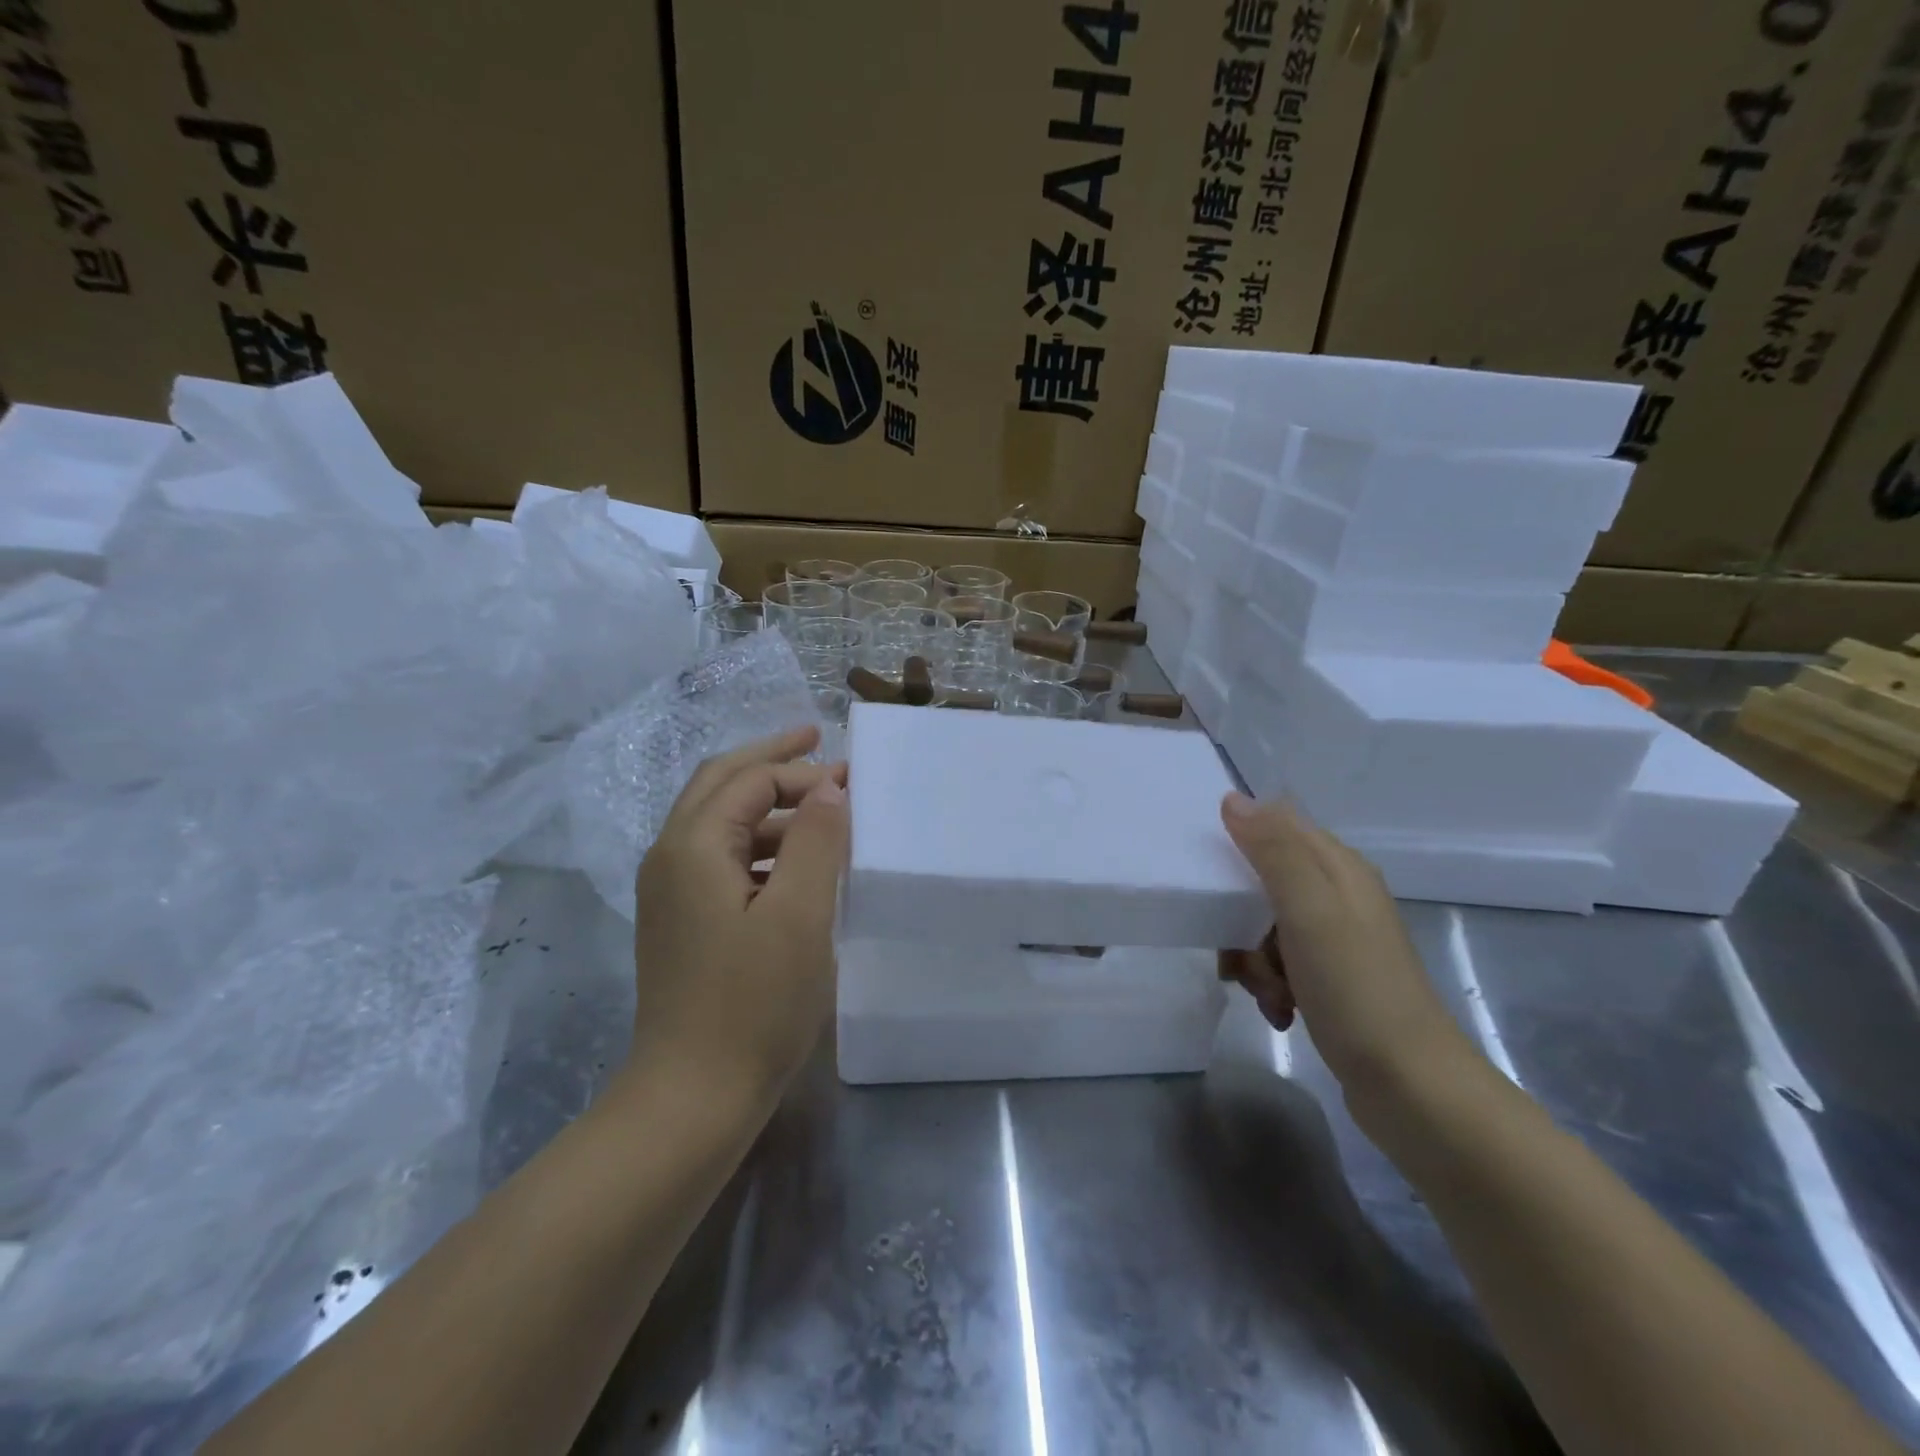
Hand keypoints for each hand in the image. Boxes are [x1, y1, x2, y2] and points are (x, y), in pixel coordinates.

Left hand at [631, 727, 848, 1105]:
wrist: (692, 1098)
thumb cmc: (752, 1003)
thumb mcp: (799, 915)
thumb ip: (816, 841)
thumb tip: (829, 787)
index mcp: (693, 846)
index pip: (750, 780)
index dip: (801, 772)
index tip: (852, 780)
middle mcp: (670, 857)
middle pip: (721, 785)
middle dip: (771, 760)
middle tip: (818, 740)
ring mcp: (671, 892)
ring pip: (721, 823)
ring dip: (770, 805)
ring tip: (822, 810)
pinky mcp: (683, 922)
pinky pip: (723, 860)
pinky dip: (762, 845)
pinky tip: (798, 866)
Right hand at [1219, 793, 1476, 1098]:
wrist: (1411, 1087)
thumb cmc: (1356, 988)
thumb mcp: (1309, 909)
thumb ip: (1272, 850)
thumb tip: (1234, 799)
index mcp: (1339, 869)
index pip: (1277, 826)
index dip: (1240, 842)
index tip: (1212, 875)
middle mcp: (1339, 897)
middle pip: (1263, 881)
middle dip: (1239, 915)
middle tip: (1242, 948)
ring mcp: (1336, 941)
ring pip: (1263, 927)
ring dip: (1252, 958)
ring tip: (1266, 991)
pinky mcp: (1331, 981)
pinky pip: (1279, 965)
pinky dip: (1270, 986)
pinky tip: (1280, 1012)